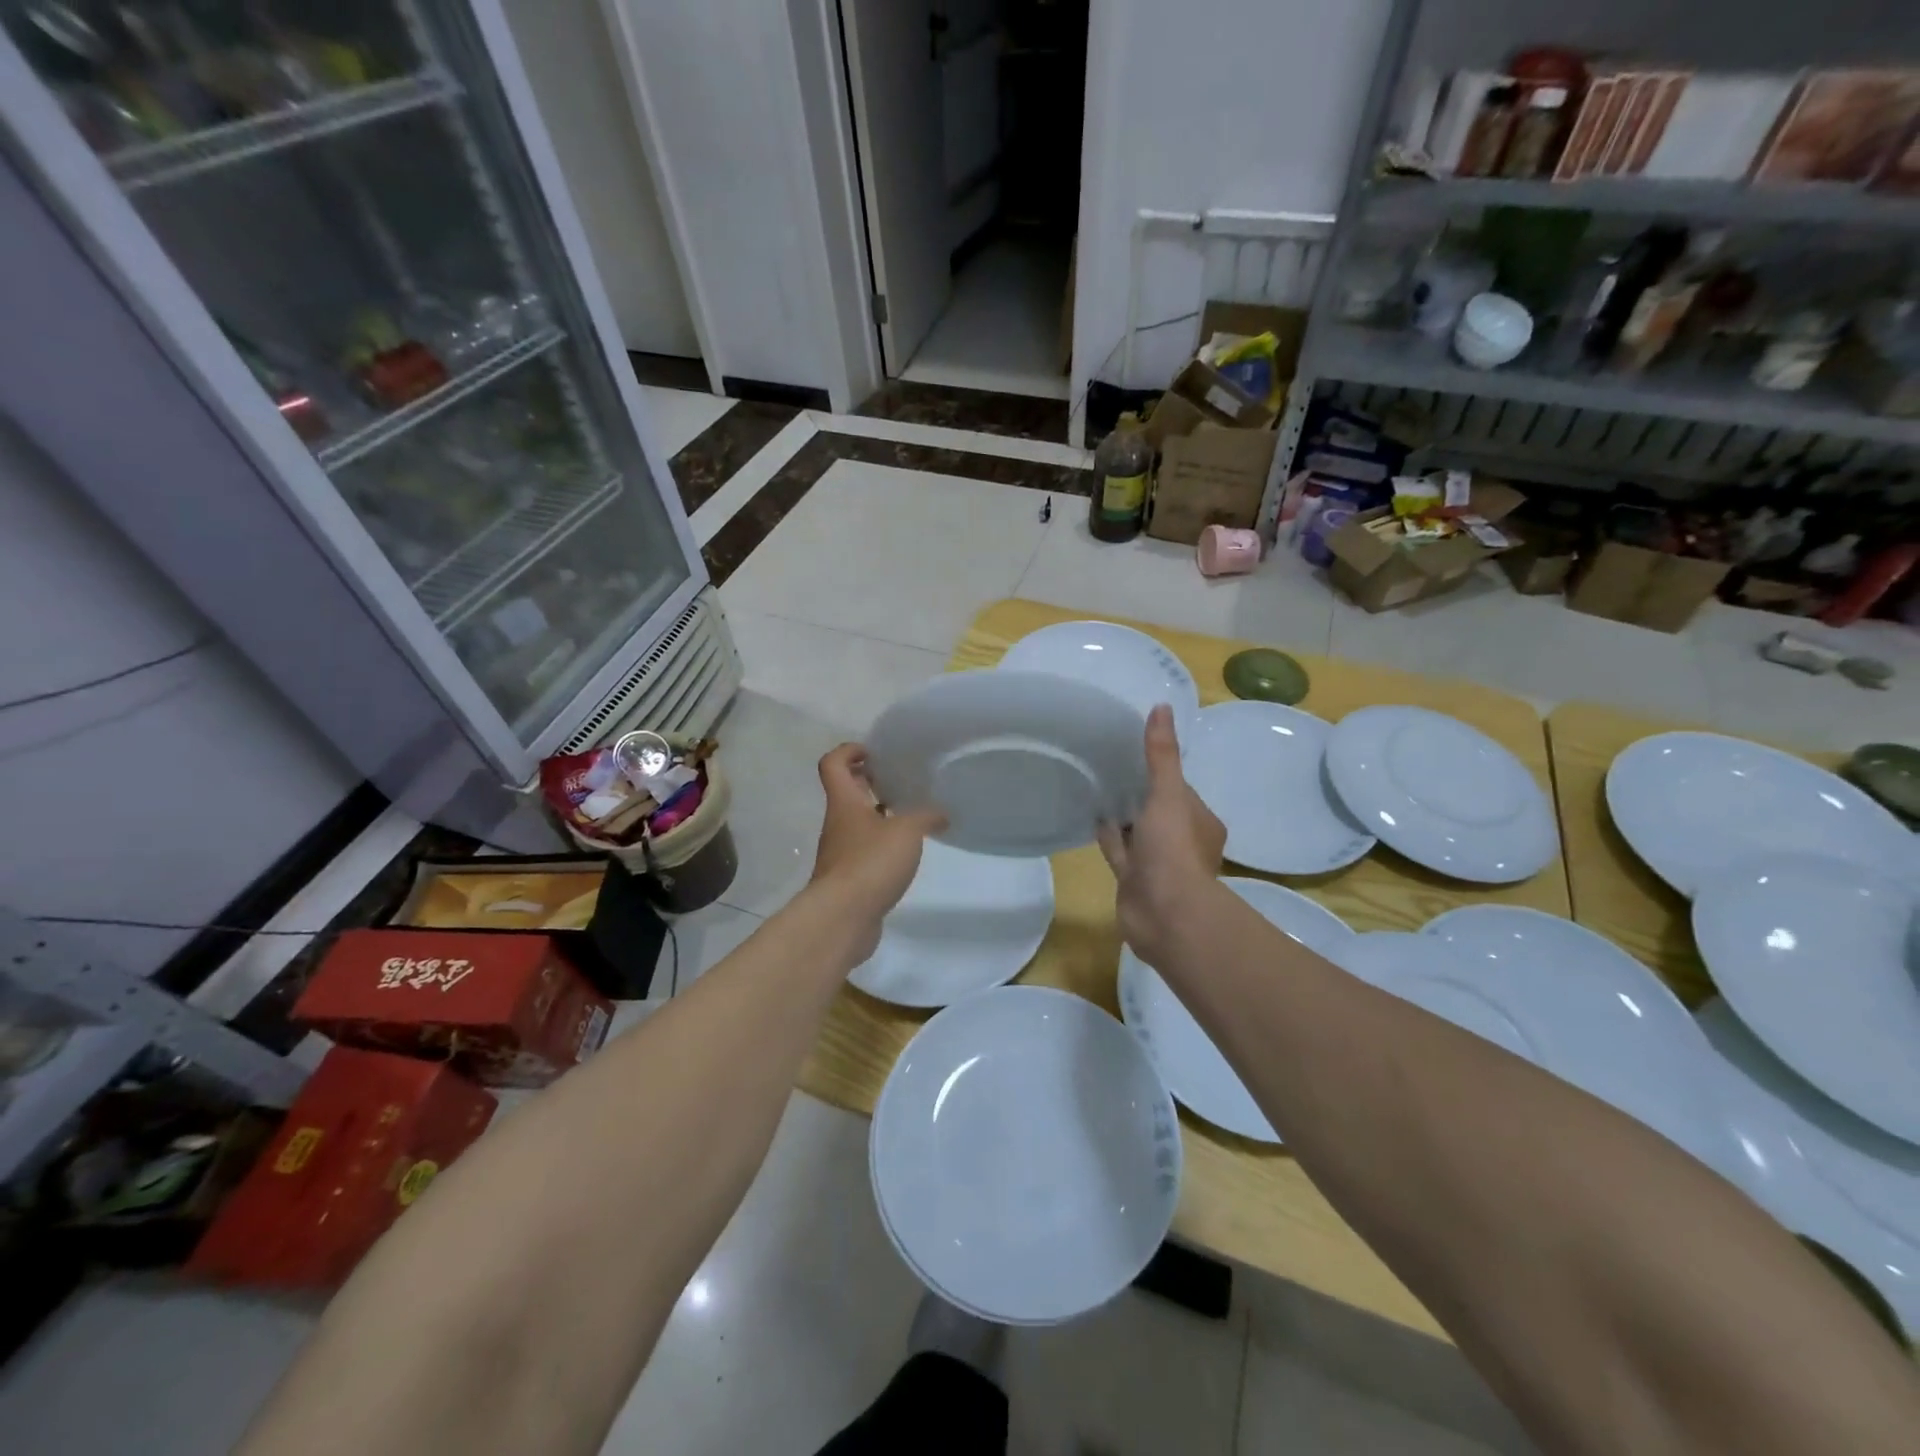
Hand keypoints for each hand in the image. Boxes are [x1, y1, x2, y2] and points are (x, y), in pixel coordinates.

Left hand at [809, 743, 945, 957]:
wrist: (843, 917)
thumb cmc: (870, 863)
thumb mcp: (907, 832)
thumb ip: (926, 817)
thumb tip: (942, 814)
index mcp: (845, 803)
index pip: (834, 764)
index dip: (849, 751)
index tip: (873, 752)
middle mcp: (838, 823)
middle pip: (846, 792)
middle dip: (869, 782)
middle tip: (899, 780)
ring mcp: (841, 852)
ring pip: (857, 822)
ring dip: (878, 815)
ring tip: (911, 816)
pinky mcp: (849, 878)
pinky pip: (864, 850)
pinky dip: (882, 845)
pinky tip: (905, 853)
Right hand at [1098, 705, 1225, 968]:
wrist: (1164, 914)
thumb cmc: (1173, 850)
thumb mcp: (1168, 794)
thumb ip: (1161, 755)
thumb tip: (1161, 707)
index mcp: (1200, 823)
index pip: (1180, 791)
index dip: (1162, 774)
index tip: (1140, 754)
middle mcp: (1182, 843)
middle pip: (1159, 812)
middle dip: (1142, 794)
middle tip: (1114, 767)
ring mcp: (1157, 864)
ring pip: (1138, 833)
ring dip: (1124, 816)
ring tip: (1100, 787)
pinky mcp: (1133, 881)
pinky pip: (1120, 852)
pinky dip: (1109, 836)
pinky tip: (1093, 818)